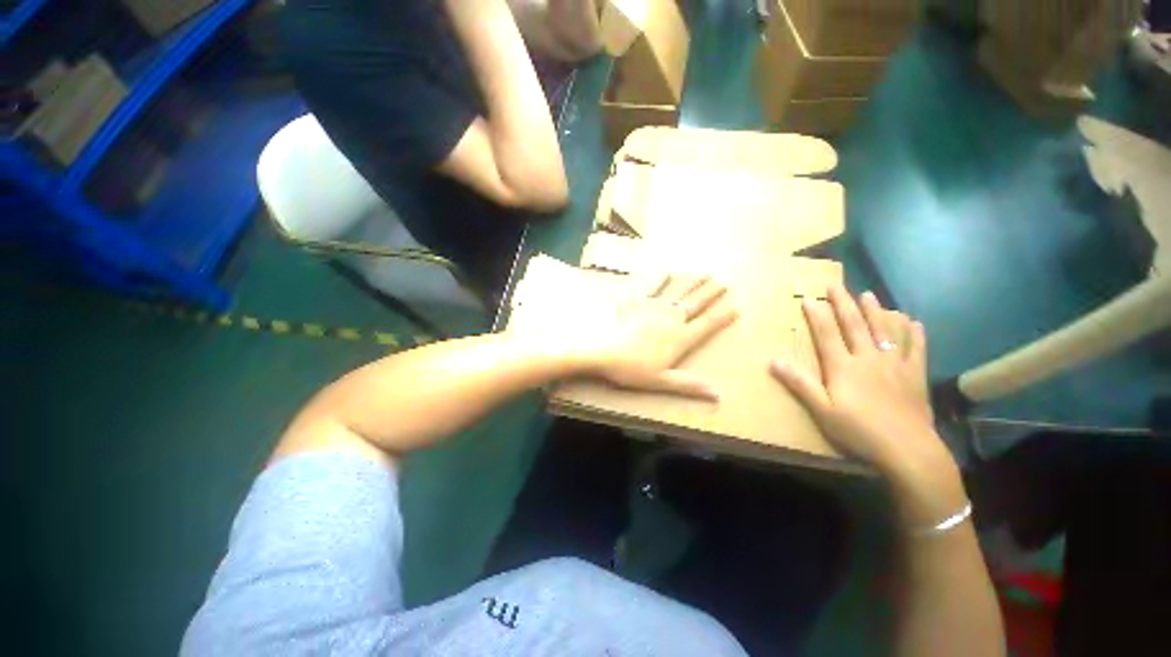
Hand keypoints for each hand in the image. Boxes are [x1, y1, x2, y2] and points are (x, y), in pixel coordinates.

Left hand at [571, 274, 737, 398]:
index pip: (706, 325)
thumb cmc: (631, 369)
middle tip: (723, 282)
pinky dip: (659, 280)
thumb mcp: (661, 381)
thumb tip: (718, 395)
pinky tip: (665, 272)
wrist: (602, 352)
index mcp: (679, 338)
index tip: (736, 307)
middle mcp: (670, 319)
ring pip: (677, 292)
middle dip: (710, 293)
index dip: (722, 316)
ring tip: (703, 273)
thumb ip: (689, 385)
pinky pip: (651, 288)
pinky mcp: (637, 303)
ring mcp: (653, 308)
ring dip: (691, 283)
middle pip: (695, 304)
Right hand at [770, 286, 961, 515]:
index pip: (827, 334)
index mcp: (844, 366)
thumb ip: (799, 384)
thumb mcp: (822, 410)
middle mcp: (869, 358)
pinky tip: (913, 322)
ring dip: (876, 311)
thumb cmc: (859, 430)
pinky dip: (914, 334)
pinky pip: (916, 349)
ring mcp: (895, 364)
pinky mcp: (915, 375)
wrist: (907, 449)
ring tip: (869, 294)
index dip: (816, 315)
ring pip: (885, 331)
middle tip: (836, 284)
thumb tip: (773, 361)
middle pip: (854, 325)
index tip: (809, 298)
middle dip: (843, 303)